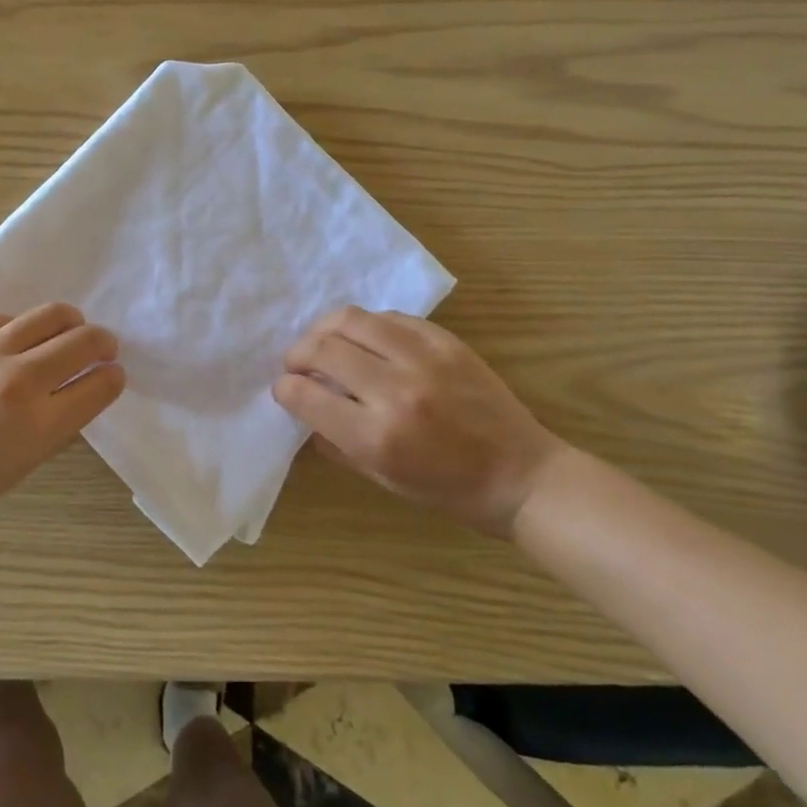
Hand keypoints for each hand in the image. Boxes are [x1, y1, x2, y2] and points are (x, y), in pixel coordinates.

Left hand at [0, 304, 124, 537]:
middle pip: (83, 340)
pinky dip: (20, 330)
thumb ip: (58, 426)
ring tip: (68, 332)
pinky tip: (13, 344)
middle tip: (102, 348)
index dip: (113, 377)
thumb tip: (82, 391)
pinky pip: (6, 319)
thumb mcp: (22, 465)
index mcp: (38, 424)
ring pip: (50, 315)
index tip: (112, 374)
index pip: (99, 384)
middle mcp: (18, 379)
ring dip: (70, 324)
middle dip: (103, 343)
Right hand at [272, 307, 568, 537]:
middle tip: (297, 365)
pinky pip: (390, 317)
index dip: (285, 389)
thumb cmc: (448, 490)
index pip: (306, 395)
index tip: (284, 389)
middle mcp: (395, 390)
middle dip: (297, 355)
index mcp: (376, 436)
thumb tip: (304, 408)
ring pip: (351, 319)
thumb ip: (335, 443)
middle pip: (322, 349)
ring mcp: (422, 358)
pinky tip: (366, 340)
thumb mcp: (382, 478)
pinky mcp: (445, 341)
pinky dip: (367, 326)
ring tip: (323, 343)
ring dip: (324, 330)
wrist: (521, 475)